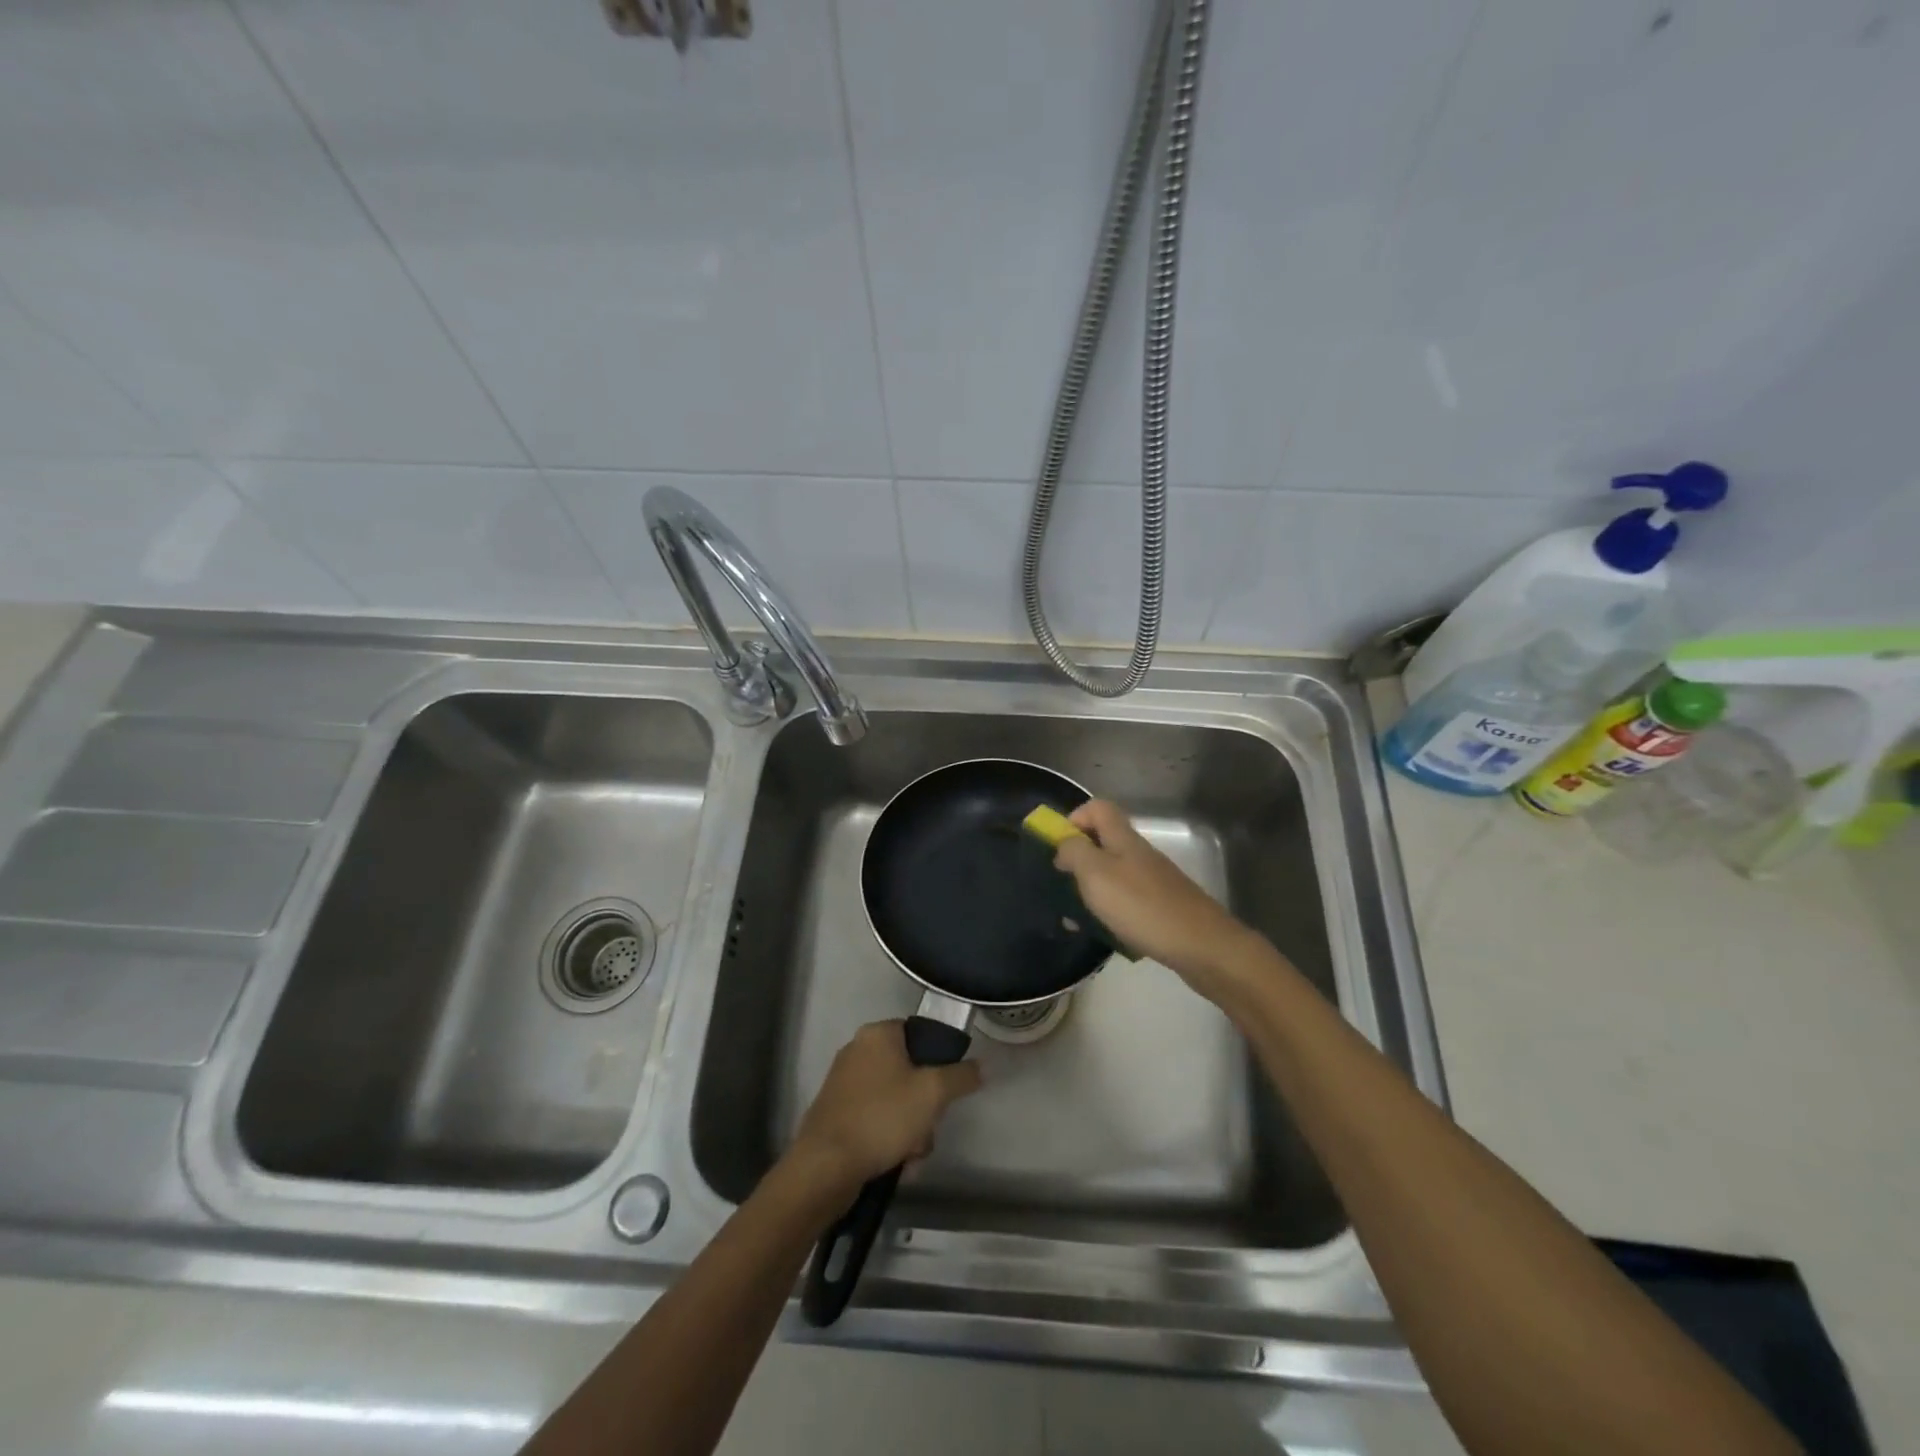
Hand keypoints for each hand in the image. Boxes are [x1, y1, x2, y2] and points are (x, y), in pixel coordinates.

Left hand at [789, 1021, 982, 1192]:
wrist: (825, 1166)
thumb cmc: (881, 1117)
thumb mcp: (932, 1093)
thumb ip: (961, 1076)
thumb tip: (980, 1067)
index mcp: (878, 1034)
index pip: (920, 1033)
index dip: (939, 1060)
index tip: (947, 1088)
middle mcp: (858, 1050)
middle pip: (910, 1072)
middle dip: (925, 1107)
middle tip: (927, 1128)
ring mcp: (844, 1083)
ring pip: (896, 1101)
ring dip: (911, 1130)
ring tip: (910, 1155)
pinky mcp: (837, 1114)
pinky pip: (876, 1119)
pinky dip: (889, 1140)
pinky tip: (895, 1164)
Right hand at [1052, 800, 1264, 996]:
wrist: (1202, 946)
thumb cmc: (1142, 906)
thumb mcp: (1096, 875)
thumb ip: (1074, 852)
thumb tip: (1064, 843)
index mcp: (1123, 839)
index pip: (1097, 808)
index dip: (1074, 819)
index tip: (1058, 847)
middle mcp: (1139, 853)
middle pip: (1103, 842)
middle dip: (1077, 860)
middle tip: (1062, 886)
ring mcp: (1153, 880)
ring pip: (1112, 874)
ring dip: (1091, 890)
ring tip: (1076, 918)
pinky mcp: (1161, 906)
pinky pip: (1126, 900)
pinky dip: (1110, 912)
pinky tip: (1105, 933)